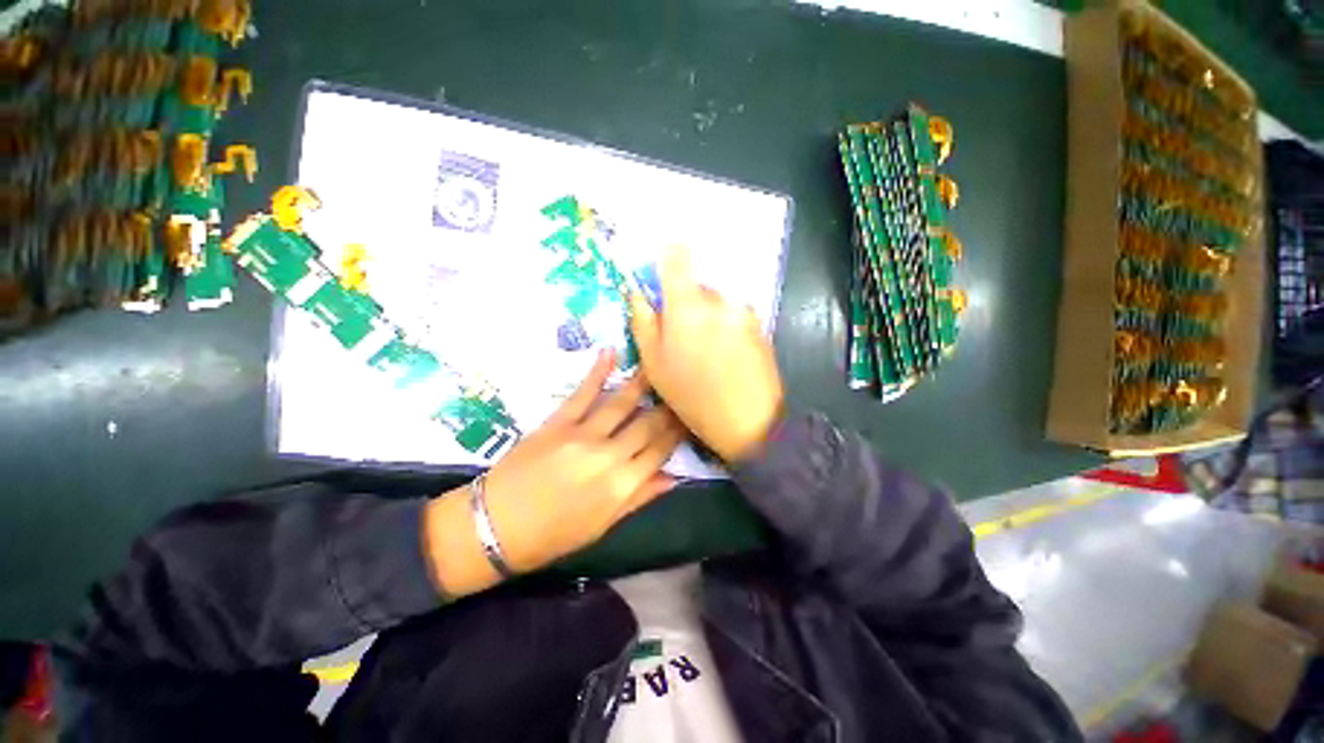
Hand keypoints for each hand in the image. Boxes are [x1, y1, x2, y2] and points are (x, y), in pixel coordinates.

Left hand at [480, 348, 683, 572]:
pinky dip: (598, 371)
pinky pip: (583, 392)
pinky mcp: (558, 422)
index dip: (679, 432)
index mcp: (621, 486)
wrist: (493, 528)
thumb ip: (639, 498)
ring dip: (644, 383)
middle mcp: (609, 456)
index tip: (690, 415)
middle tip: (682, 388)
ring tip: (659, 365)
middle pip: (648, 424)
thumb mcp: (602, 527)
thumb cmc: (551, 536)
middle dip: (668, 406)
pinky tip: (612, 353)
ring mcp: (582, 435)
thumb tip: (673, 478)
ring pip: (622, 403)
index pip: (661, 451)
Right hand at [629, 246, 784, 463]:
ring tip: (708, 352)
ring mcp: (743, 311)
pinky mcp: (759, 323)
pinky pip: (735, 314)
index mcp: (687, 306)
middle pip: (697, 285)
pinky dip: (726, 326)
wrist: (748, 421)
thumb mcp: (654, 364)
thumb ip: (643, 322)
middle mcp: (718, 300)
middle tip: (683, 337)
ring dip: (708, 317)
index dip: (668, 254)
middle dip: (686, 303)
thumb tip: (637, 292)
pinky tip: (727, 354)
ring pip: (716, 302)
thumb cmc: (692, 396)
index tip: (664, 261)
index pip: (678, 257)